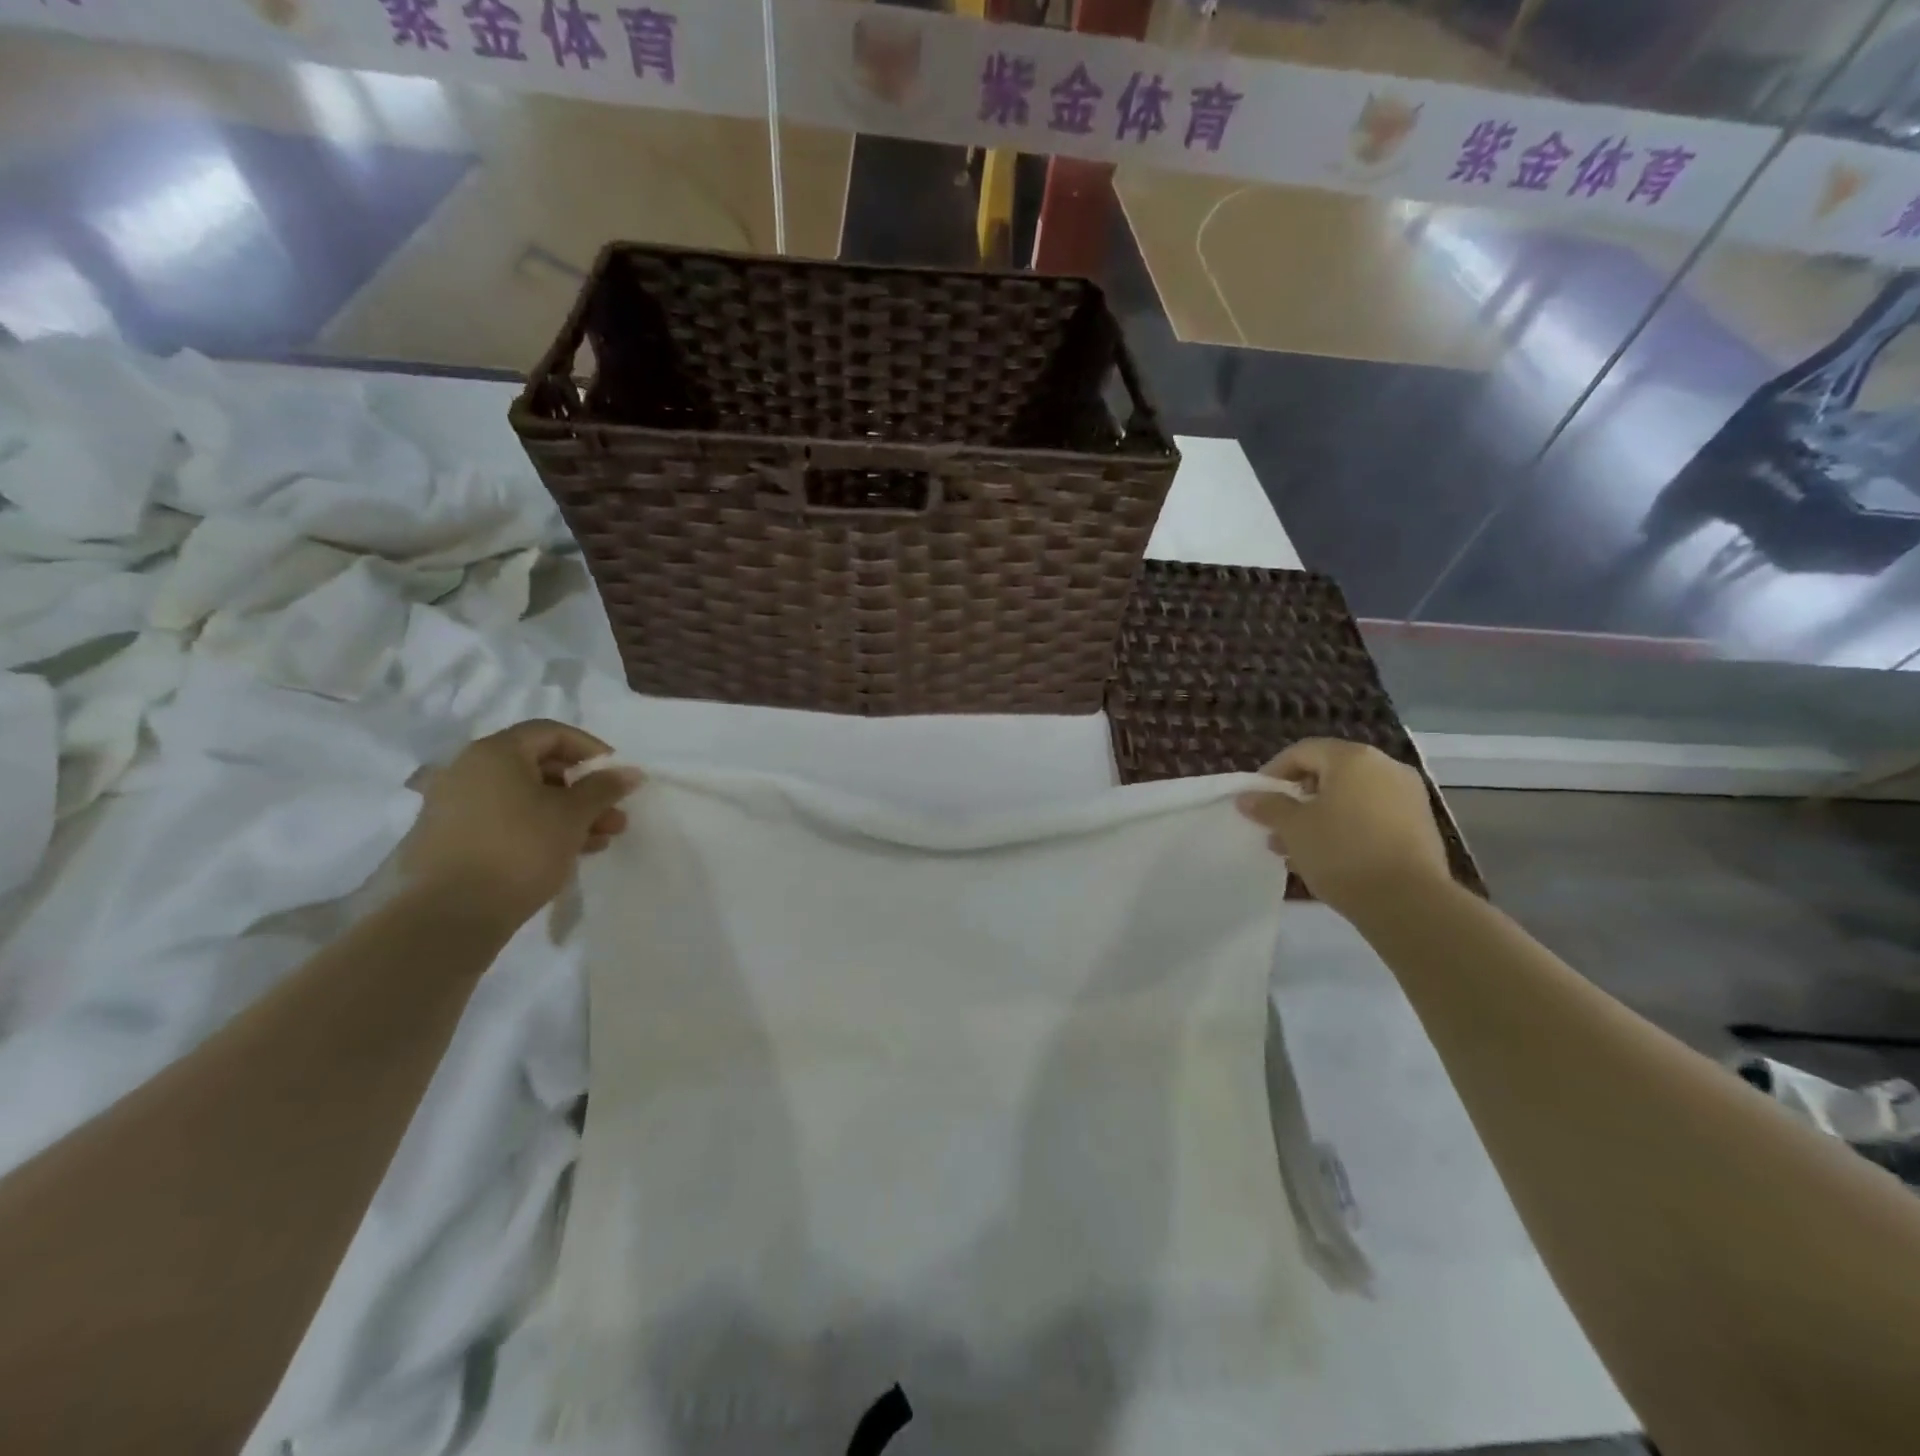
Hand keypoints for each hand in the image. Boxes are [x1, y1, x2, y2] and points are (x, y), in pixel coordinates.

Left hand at [402, 720, 642, 925]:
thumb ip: (604, 788)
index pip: (551, 733)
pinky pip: (505, 820)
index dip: (591, 750)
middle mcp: (468, 770)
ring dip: (567, 813)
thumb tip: (630, 771)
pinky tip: (567, 853)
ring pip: (525, 797)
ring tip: (600, 840)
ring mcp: (455, 805)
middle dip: (584, 790)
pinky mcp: (451, 838)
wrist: (449, 915)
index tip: (616, 777)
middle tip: (613, 815)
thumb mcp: (573, 815)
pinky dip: (538, 828)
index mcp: (495, 753)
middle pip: (539, 767)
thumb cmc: (519, 849)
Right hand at [1237, 739, 1450, 918]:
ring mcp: (1407, 796)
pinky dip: (1346, 828)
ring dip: (1319, 816)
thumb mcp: (1293, 829)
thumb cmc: (1342, 853)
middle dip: (1297, 798)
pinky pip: (1371, 816)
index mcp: (1353, 758)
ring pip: (1350, 798)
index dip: (1273, 772)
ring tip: (1295, 848)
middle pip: (1329, 773)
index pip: (1303, 751)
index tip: (1257, 799)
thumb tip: (1247, 797)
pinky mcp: (1420, 826)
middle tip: (1276, 824)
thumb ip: (1268, 807)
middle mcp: (1385, 767)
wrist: (1409, 902)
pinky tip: (1327, 858)